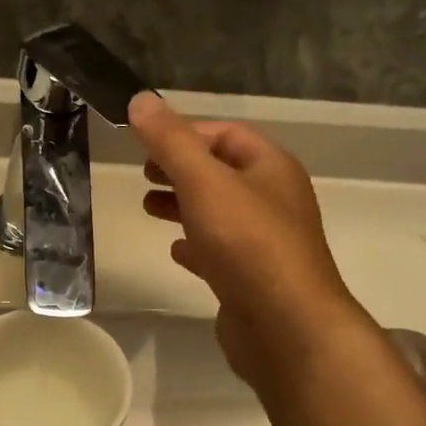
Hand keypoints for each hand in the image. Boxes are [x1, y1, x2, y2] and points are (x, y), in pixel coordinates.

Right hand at [130, 91, 364, 392]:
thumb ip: (170, 142)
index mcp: (271, 168)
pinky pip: (220, 251)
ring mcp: (264, 243)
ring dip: (183, 205)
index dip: (186, 132)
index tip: (146, 142)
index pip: (227, 134)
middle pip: (222, 172)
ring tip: (148, 207)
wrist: (285, 326)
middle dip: (181, 169)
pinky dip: (195, 245)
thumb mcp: (204, 182)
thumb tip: (140, 99)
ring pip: (219, 212)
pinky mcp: (252, 279)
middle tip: (143, 174)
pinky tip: (175, 251)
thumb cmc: (247, 244)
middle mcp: (273, 200)